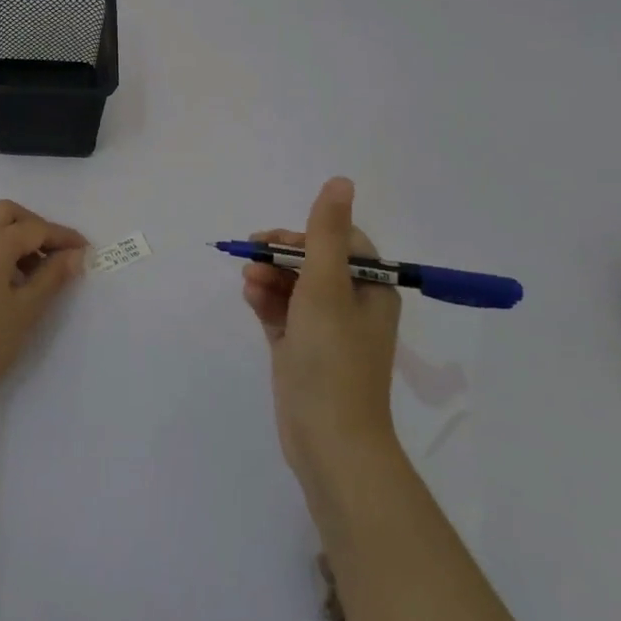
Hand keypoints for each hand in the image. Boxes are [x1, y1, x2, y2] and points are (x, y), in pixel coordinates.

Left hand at [0, 200, 87, 415]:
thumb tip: (74, 254)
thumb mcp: (27, 309)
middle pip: (7, 214)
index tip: (85, 250)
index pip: (35, 229)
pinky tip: (10, 277)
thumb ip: (53, 275)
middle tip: (56, 253)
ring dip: (15, 235)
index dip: (63, 237)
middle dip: (35, 225)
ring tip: (36, 269)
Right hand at [241, 177, 402, 513]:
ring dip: (270, 278)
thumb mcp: (326, 287)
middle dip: (281, 256)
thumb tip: (340, 180)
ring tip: (249, 283)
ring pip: (294, 287)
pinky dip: (267, 303)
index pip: (342, 242)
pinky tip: (251, 299)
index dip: (308, 234)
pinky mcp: (303, 350)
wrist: (328, 440)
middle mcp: (353, 306)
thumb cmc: (332, 357)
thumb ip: (326, 233)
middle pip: (314, 263)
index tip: (277, 240)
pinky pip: (283, 314)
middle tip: (252, 256)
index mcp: (372, 290)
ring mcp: (326, 330)